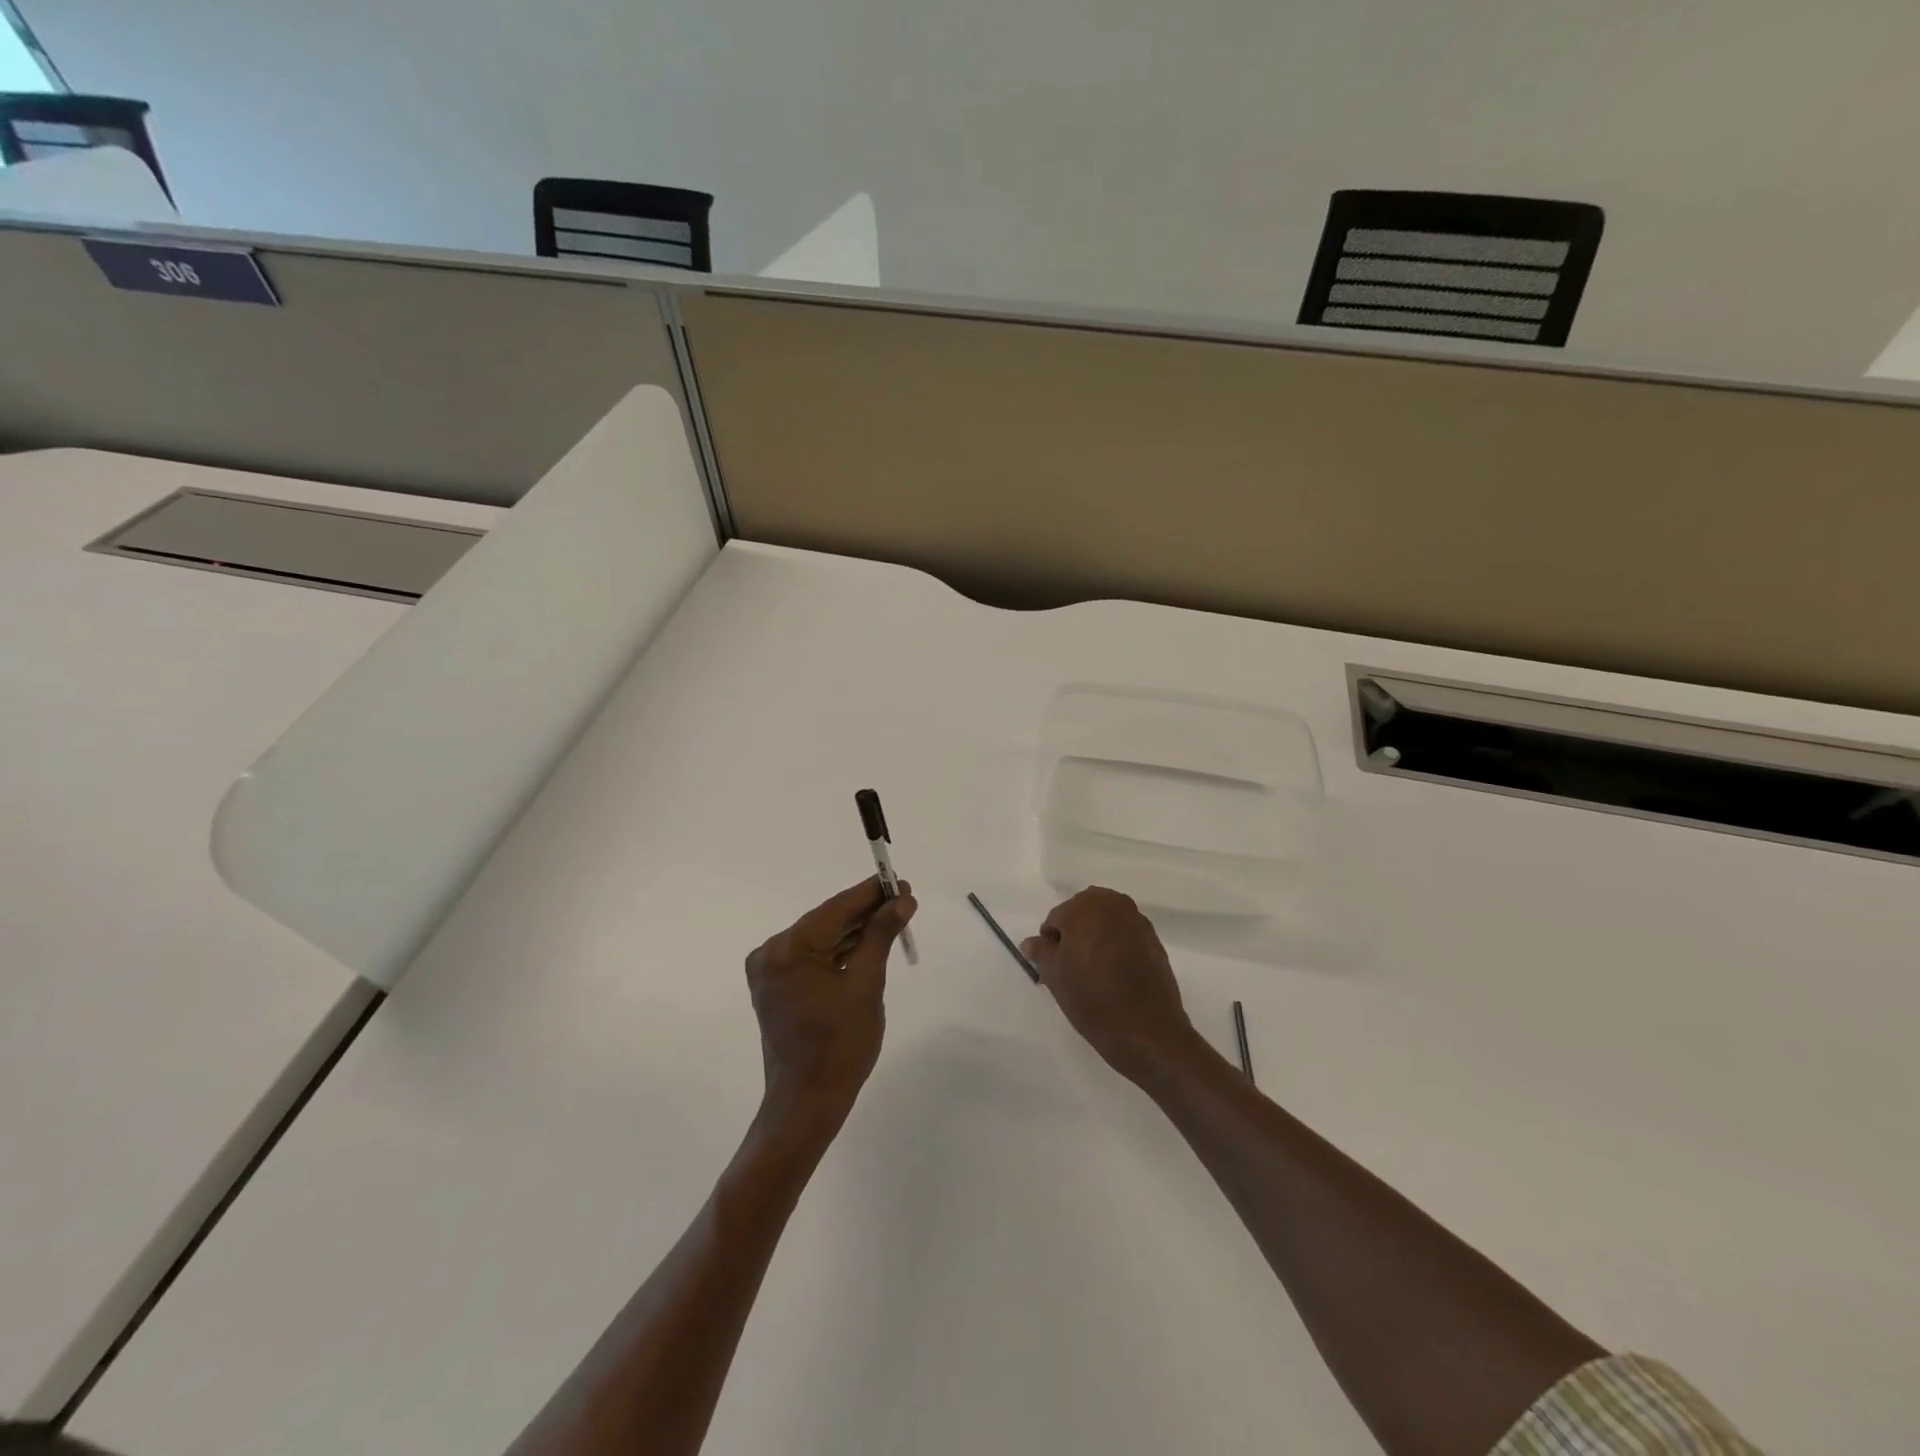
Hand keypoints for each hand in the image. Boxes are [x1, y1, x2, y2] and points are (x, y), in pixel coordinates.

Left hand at [745, 877, 916, 1144]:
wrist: (807, 1103)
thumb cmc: (840, 1046)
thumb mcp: (867, 985)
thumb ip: (881, 935)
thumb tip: (902, 900)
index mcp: (788, 950)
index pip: (836, 909)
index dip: (871, 893)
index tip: (900, 881)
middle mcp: (771, 953)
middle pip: (827, 921)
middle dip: (865, 912)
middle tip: (903, 899)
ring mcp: (771, 972)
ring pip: (822, 939)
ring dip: (855, 931)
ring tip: (893, 918)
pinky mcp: (777, 987)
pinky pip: (814, 958)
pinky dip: (840, 951)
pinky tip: (868, 942)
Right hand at [1023, 887, 1202, 1086]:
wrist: (1148, 1031)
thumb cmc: (1092, 999)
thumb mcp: (1055, 976)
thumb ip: (1041, 952)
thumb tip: (1031, 942)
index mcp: (1086, 907)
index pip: (1056, 918)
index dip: (1050, 943)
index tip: (1053, 968)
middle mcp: (1114, 904)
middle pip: (1082, 913)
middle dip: (1074, 934)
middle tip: (1070, 968)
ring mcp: (1138, 921)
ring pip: (1105, 922)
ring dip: (1095, 938)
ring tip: (1093, 972)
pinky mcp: (1154, 940)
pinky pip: (1125, 935)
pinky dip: (1115, 946)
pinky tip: (1114, 974)